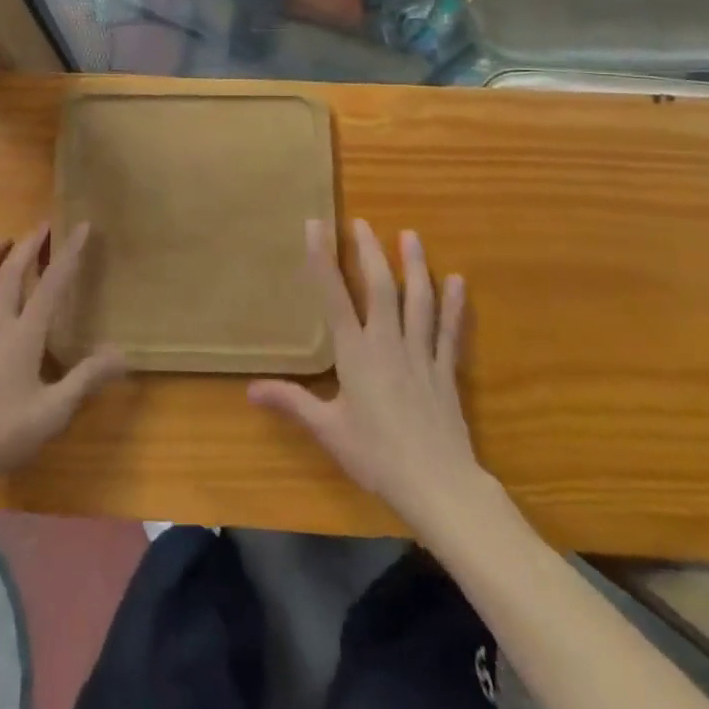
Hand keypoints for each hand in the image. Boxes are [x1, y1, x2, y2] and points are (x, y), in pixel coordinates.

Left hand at [0, 223, 125, 493]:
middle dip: (29, 246)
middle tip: (41, 227)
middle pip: (12, 275)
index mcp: (25, 336)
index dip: (68, 254)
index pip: (52, 286)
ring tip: (2, 241)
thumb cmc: (4, 432)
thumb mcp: (55, 411)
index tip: (82, 227)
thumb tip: (122, 353)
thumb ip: (87, 378)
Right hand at [249, 218, 492, 528]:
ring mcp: (422, 354)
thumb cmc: (377, 457)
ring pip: (418, 300)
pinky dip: (454, 304)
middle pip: (380, 287)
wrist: (439, 486)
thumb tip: (250, 389)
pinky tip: (458, 280)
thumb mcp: (328, 430)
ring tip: (410, 235)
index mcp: (356, 353)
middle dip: (370, 252)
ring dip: (414, 265)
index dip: (323, 259)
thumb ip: (292, 402)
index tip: (316, 225)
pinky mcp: (446, 371)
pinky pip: (450, 330)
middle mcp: (388, 343)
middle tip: (362, 222)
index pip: (334, 296)